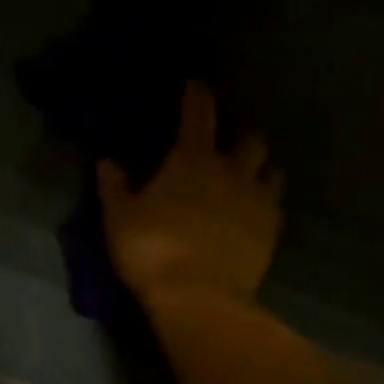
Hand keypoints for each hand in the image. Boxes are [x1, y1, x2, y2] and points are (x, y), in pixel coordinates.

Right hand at [98, 82, 282, 305]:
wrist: (199, 297)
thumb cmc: (151, 249)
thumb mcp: (119, 218)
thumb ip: (114, 187)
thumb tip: (107, 162)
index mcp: (192, 160)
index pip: (199, 114)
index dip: (197, 96)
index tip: (196, 86)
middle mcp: (231, 171)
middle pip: (249, 140)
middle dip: (240, 138)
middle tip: (226, 148)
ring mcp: (257, 201)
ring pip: (271, 172)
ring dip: (260, 171)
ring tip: (247, 181)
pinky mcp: (272, 232)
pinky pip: (276, 208)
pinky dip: (267, 206)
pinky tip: (255, 217)